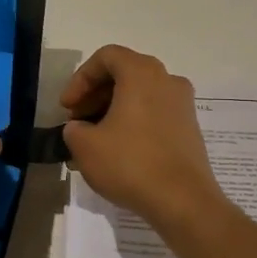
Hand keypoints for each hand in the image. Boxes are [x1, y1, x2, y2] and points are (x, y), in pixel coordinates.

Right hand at [58, 45, 230, 232]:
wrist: (183, 201)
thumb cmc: (131, 163)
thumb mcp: (85, 146)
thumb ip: (73, 129)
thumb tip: (79, 128)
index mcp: (142, 73)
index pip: (106, 57)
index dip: (80, 79)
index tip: (67, 107)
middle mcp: (167, 80)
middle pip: (124, 74)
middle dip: (95, 95)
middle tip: (77, 121)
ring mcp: (182, 104)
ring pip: (139, 94)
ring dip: (112, 110)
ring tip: (93, 139)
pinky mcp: (189, 128)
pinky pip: (154, 113)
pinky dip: (132, 122)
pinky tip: (117, 150)